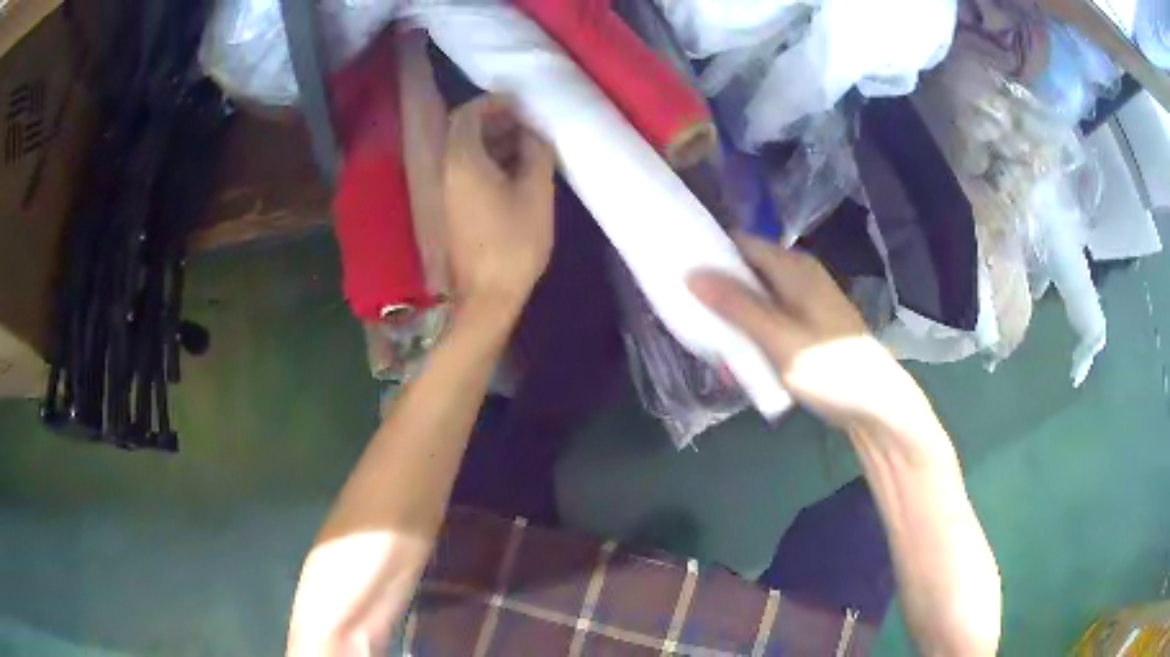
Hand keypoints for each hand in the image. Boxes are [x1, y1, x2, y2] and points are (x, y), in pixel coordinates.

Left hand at [443, 95, 555, 314]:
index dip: (493, 103)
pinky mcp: (450, 209)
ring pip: (463, 152)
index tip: (519, 105)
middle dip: (493, 121)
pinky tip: (512, 171)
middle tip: (525, 124)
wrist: (487, 295)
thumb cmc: (515, 242)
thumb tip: (532, 134)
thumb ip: (536, 153)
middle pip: (462, 132)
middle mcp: (445, 171)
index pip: (468, 114)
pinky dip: (485, 161)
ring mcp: (445, 192)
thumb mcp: (536, 192)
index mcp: (462, 160)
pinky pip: (464, 172)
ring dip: (490, 142)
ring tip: (525, 146)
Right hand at [689, 233, 930, 431]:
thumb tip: (692, 275)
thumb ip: (737, 307)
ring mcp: (802, 304)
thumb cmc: (830, 369)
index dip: (709, 252)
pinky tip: (740, 368)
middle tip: (692, 323)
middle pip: (745, 274)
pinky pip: (767, 324)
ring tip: (716, 356)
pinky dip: (751, 340)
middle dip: (717, 298)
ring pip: (754, 303)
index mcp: (793, 268)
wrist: (874, 405)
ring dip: (733, 326)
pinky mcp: (804, 329)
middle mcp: (797, 278)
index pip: (740, 244)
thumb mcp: (778, 339)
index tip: (677, 272)